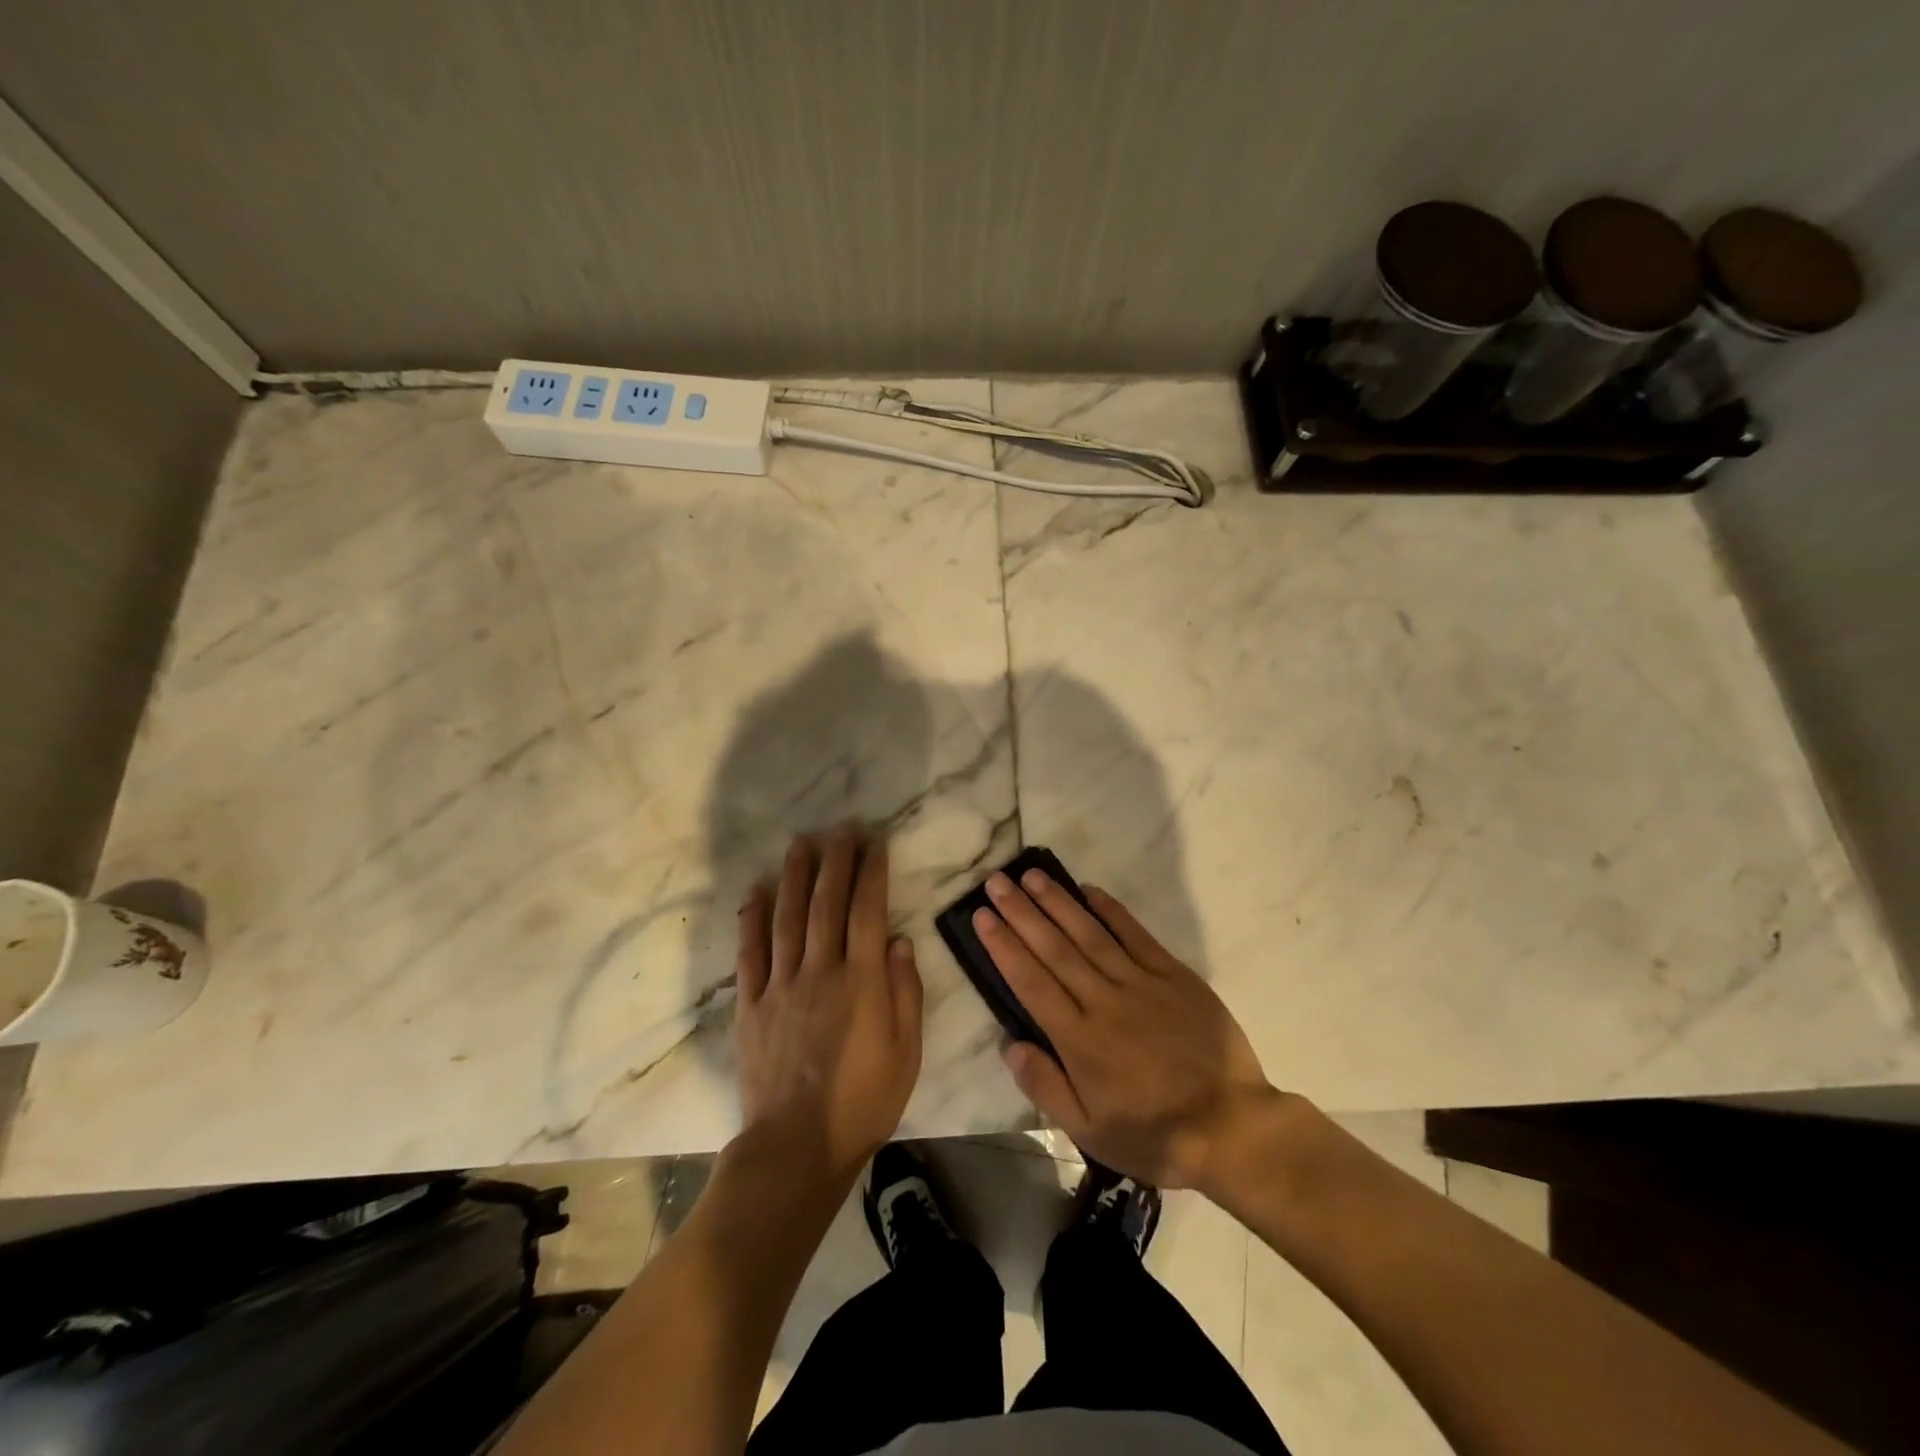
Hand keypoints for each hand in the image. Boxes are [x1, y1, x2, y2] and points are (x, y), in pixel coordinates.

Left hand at [734, 826, 923, 1185]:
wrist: (798, 1146)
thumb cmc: (864, 1101)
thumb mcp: (907, 1052)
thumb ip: (905, 992)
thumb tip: (900, 940)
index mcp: (862, 981)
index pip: (868, 911)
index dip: (872, 872)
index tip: (874, 842)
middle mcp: (821, 971)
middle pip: (826, 903)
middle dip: (835, 861)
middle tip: (840, 829)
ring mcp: (781, 985)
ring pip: (787, 917)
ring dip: (794, 875)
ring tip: (801, 843)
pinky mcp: (751, 1004)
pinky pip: (750, 952)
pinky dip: (751, 917)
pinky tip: (755, 890)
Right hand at [975, 870, 1275, 1192]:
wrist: (1232, 1128)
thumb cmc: (1154, 1134)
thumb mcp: (1090, 1132)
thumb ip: (1046, 1087)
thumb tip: (1009, 1044)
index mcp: (1079, 1040)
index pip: (1031, 982)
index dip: (1004, 946)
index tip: (982, 916)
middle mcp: (1104, 1002)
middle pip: (1055, 949)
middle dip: (1022, 913)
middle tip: (996, 881)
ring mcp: (1141, 984)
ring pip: (1090, 934)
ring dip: (1058, 902)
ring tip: (1031, 875)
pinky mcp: (1174, 976)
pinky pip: (1137, 936)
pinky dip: (1112, 911)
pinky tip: (1090, 890)